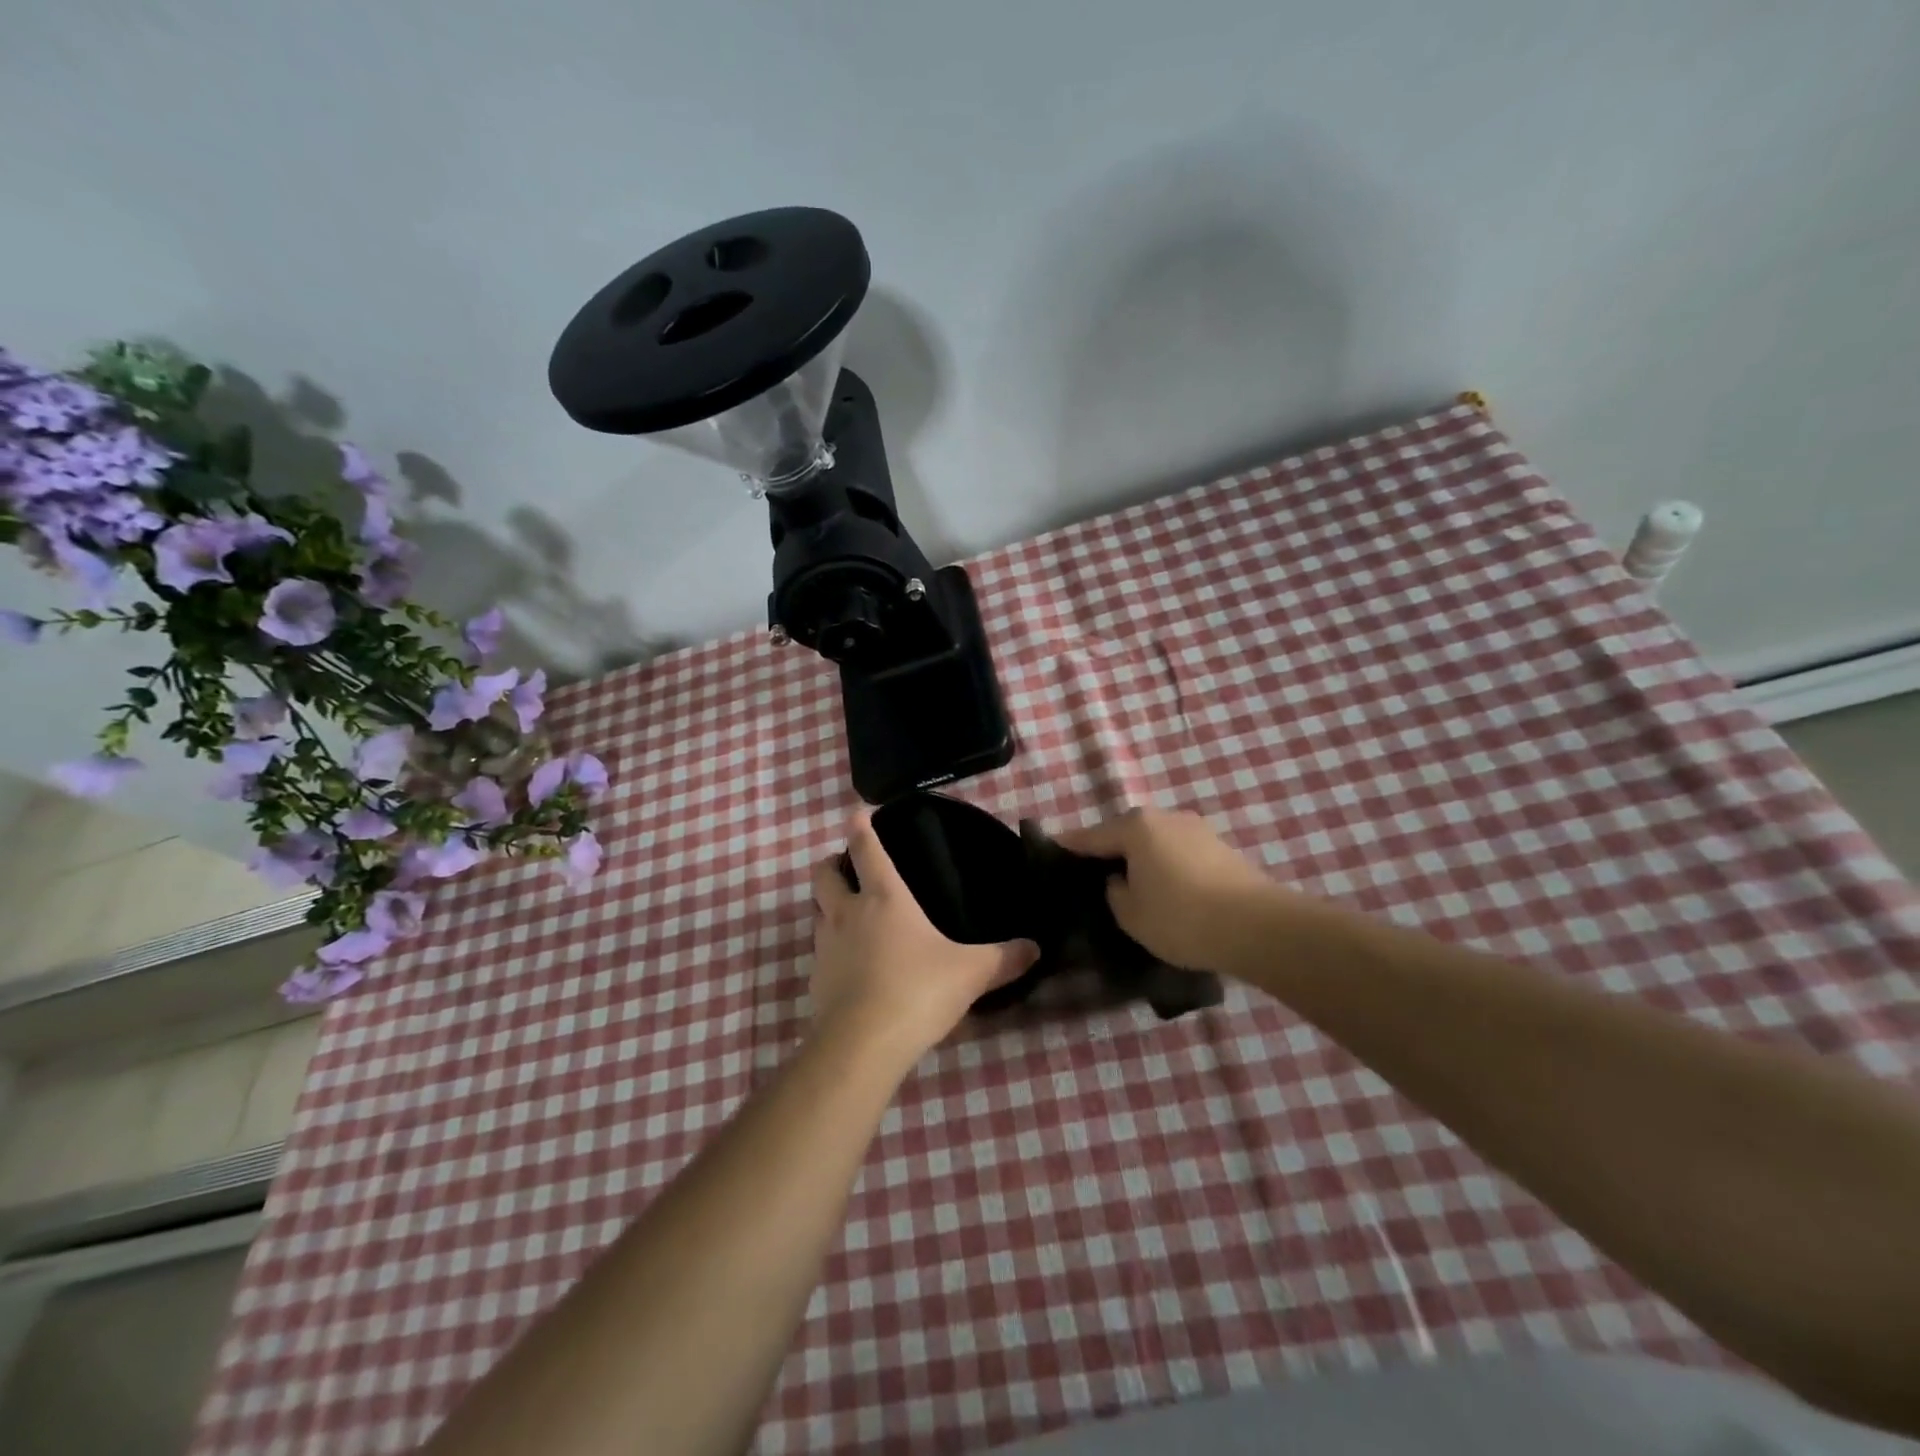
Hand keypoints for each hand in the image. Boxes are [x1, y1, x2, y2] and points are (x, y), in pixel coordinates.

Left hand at [809, 811, 1037, 1068]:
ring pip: (817, 911)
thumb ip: (1004, 959)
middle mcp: (848, 912)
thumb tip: (1035, 948)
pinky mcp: (815, 979)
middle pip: (825, 874)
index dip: (860, 826)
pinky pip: (819, 951)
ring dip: (828, 905)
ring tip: (849, 913)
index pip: (867, 849)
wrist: (863, 1043)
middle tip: (847, 866)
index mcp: (884, 898)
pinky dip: (830, 948)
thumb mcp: (971, 973)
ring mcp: (826, 946)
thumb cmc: (918, 990)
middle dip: (832, 863)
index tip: (857, 812)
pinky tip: (850, 965)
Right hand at [1055, 807, 1283, 973]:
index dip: (1069, 846)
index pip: (1090, 836)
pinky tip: (1167, 890)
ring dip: (1142, 859)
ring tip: (1132, 886)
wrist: (1258, 927)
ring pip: (1155, 842)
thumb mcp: (1130, 914)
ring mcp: (1197, 829)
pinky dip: (1167, 867)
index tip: (1051, 850)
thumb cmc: (1182, 918)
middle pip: (1125, 833)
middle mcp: (1165, 817)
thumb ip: (1114, 892)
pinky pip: (1179, 853)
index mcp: (1136, 826)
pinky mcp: (1221, 848)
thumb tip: (1121, 880)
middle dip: (1109, 852)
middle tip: (1093, 877)